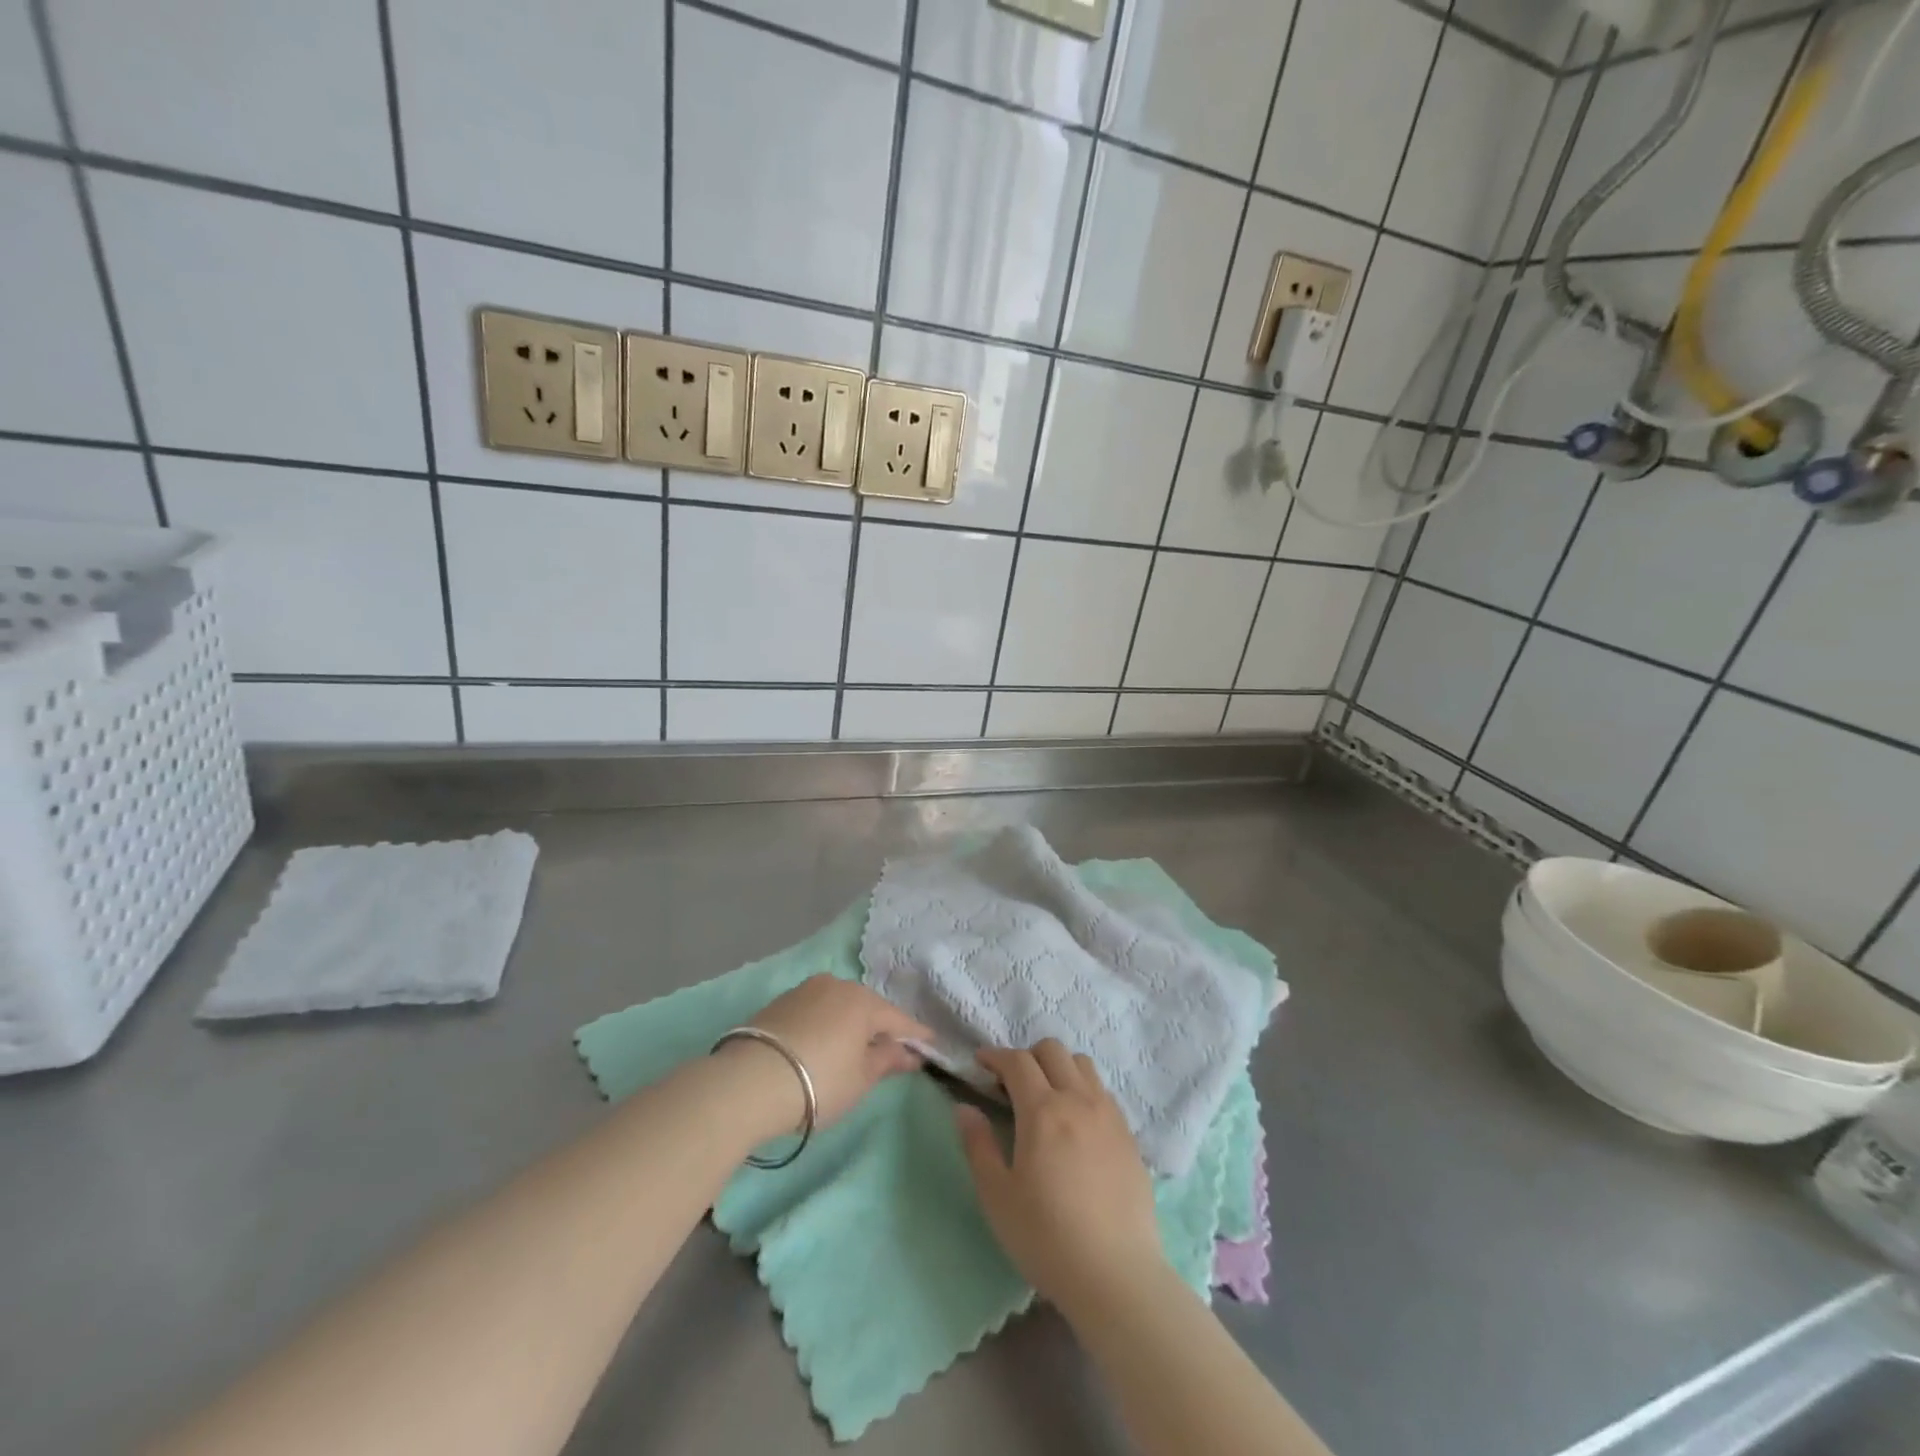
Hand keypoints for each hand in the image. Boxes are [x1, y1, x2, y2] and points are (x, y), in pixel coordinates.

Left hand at [723, 976, 931, 1135]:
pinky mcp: (780, 1002)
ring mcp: (805, 990)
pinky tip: (823, 1042)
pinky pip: (816, 1010)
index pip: (898, 1019)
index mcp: (863, 1001)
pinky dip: (825, 1024)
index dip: (915, 1035)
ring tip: (854, 1046)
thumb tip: (908, 1053)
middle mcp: (836, 985)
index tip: (930, 1045)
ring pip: (839, 1005)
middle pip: (867, 1007)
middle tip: (891, 1048)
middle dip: (880, 1026)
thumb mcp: (860, 1079)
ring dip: (850, 1023)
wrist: (749, 1082)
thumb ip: (887, 1061)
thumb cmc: (819, 1082)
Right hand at [956, 1040, 1165, 1321]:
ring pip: (1083, 1065)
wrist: (1116, 1275)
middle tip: (1011, 1084)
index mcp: (1043, 1110)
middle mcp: (1079, 1100)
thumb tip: (964, 1108)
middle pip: (1053, 1050)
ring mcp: (1109, 1115)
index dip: (995, 1056)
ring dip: (1059, 1068)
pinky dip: (1083, 1090)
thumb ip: (978, 1145)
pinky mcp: (1129, 1136)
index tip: (980, 1064)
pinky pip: (1103, 1092)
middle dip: (1027, 1056)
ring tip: (1046, 1099)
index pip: (1017, 1061)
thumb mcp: (997, 1196)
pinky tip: (1076, 1125)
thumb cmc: (1047, 1237)